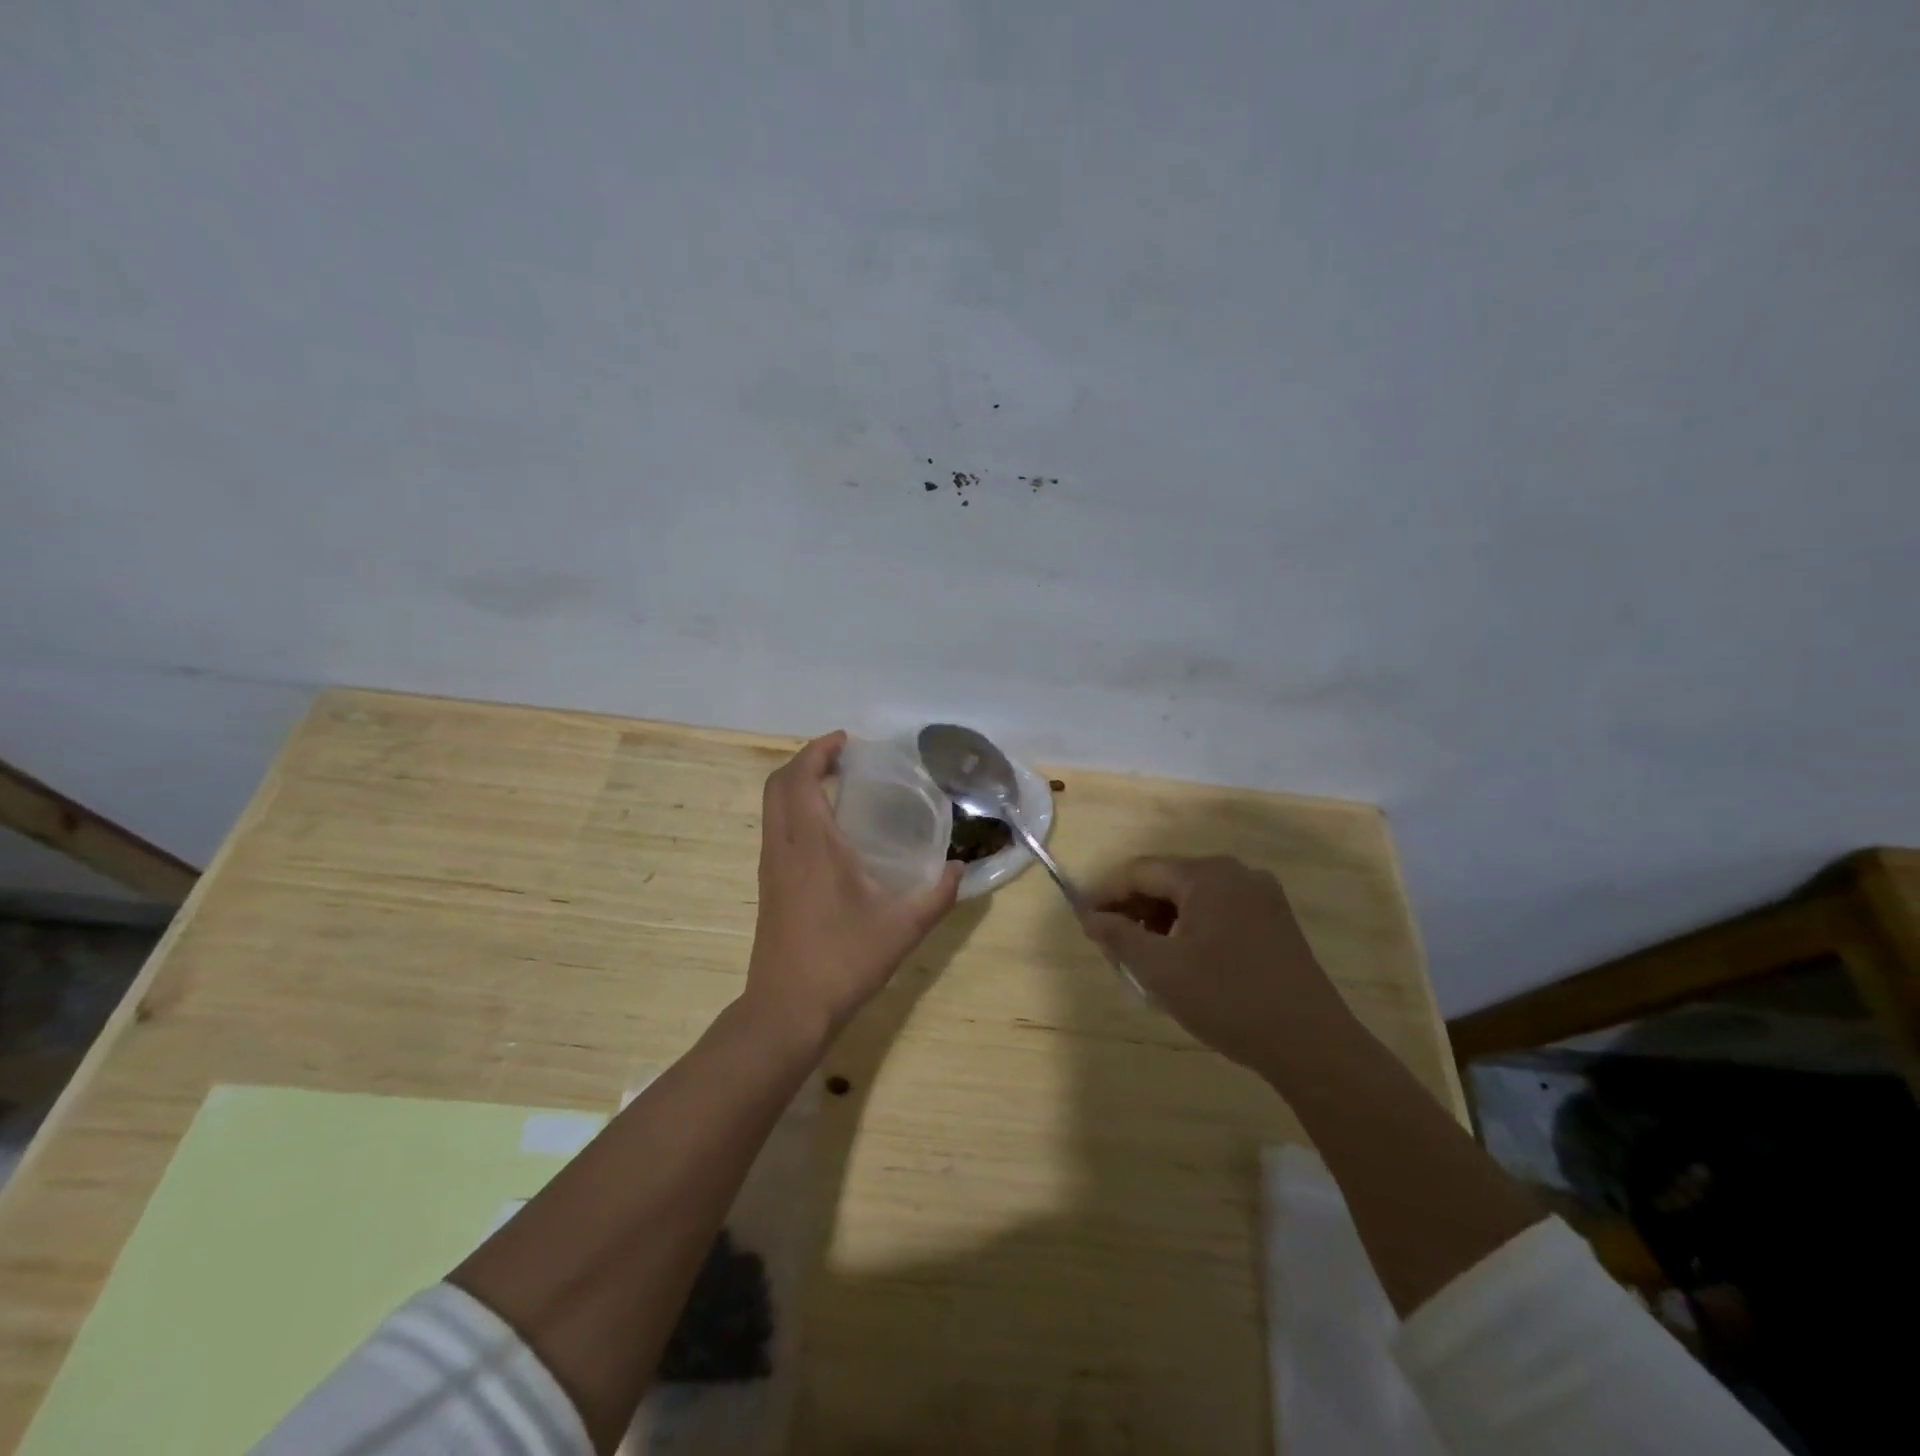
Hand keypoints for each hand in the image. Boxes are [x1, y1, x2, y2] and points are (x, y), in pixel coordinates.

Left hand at [744, 731, 961, 1045]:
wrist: (788, 1009)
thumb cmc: (844, 960)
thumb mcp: (902, 928)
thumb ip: (937, 895)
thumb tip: (961, 870)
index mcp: (811, 844)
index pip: (800, 778)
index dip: (818, 750)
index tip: (846, 740)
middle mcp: (784, 847)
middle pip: (778, 784)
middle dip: (806, 761)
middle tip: (843, 758)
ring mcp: (771, 867)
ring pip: (772, 807)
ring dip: (798, 785)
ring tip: (837, 786)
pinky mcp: (769, 886)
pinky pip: (776, 829)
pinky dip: (795, 810)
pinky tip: (828, 832)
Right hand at [1083, 856, 1352, 1082]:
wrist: (1311, 1043)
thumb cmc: (1227, 999)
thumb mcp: (1161, 970)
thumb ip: (1118, 937)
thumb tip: (1090, 917)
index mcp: (1206, 875)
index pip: (1140, 872)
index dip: (1106, 894)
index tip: (1083, 920)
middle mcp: (1236, 873)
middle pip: (1168, 880)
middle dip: (1135, 909)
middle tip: (1110, 944)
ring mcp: (1261, 896)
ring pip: (1193, 897)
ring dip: (1162, 921)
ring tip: (1144, 958)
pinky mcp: (1276, 920)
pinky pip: (1219, 911)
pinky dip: (1192, 928)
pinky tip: (1184, 960)